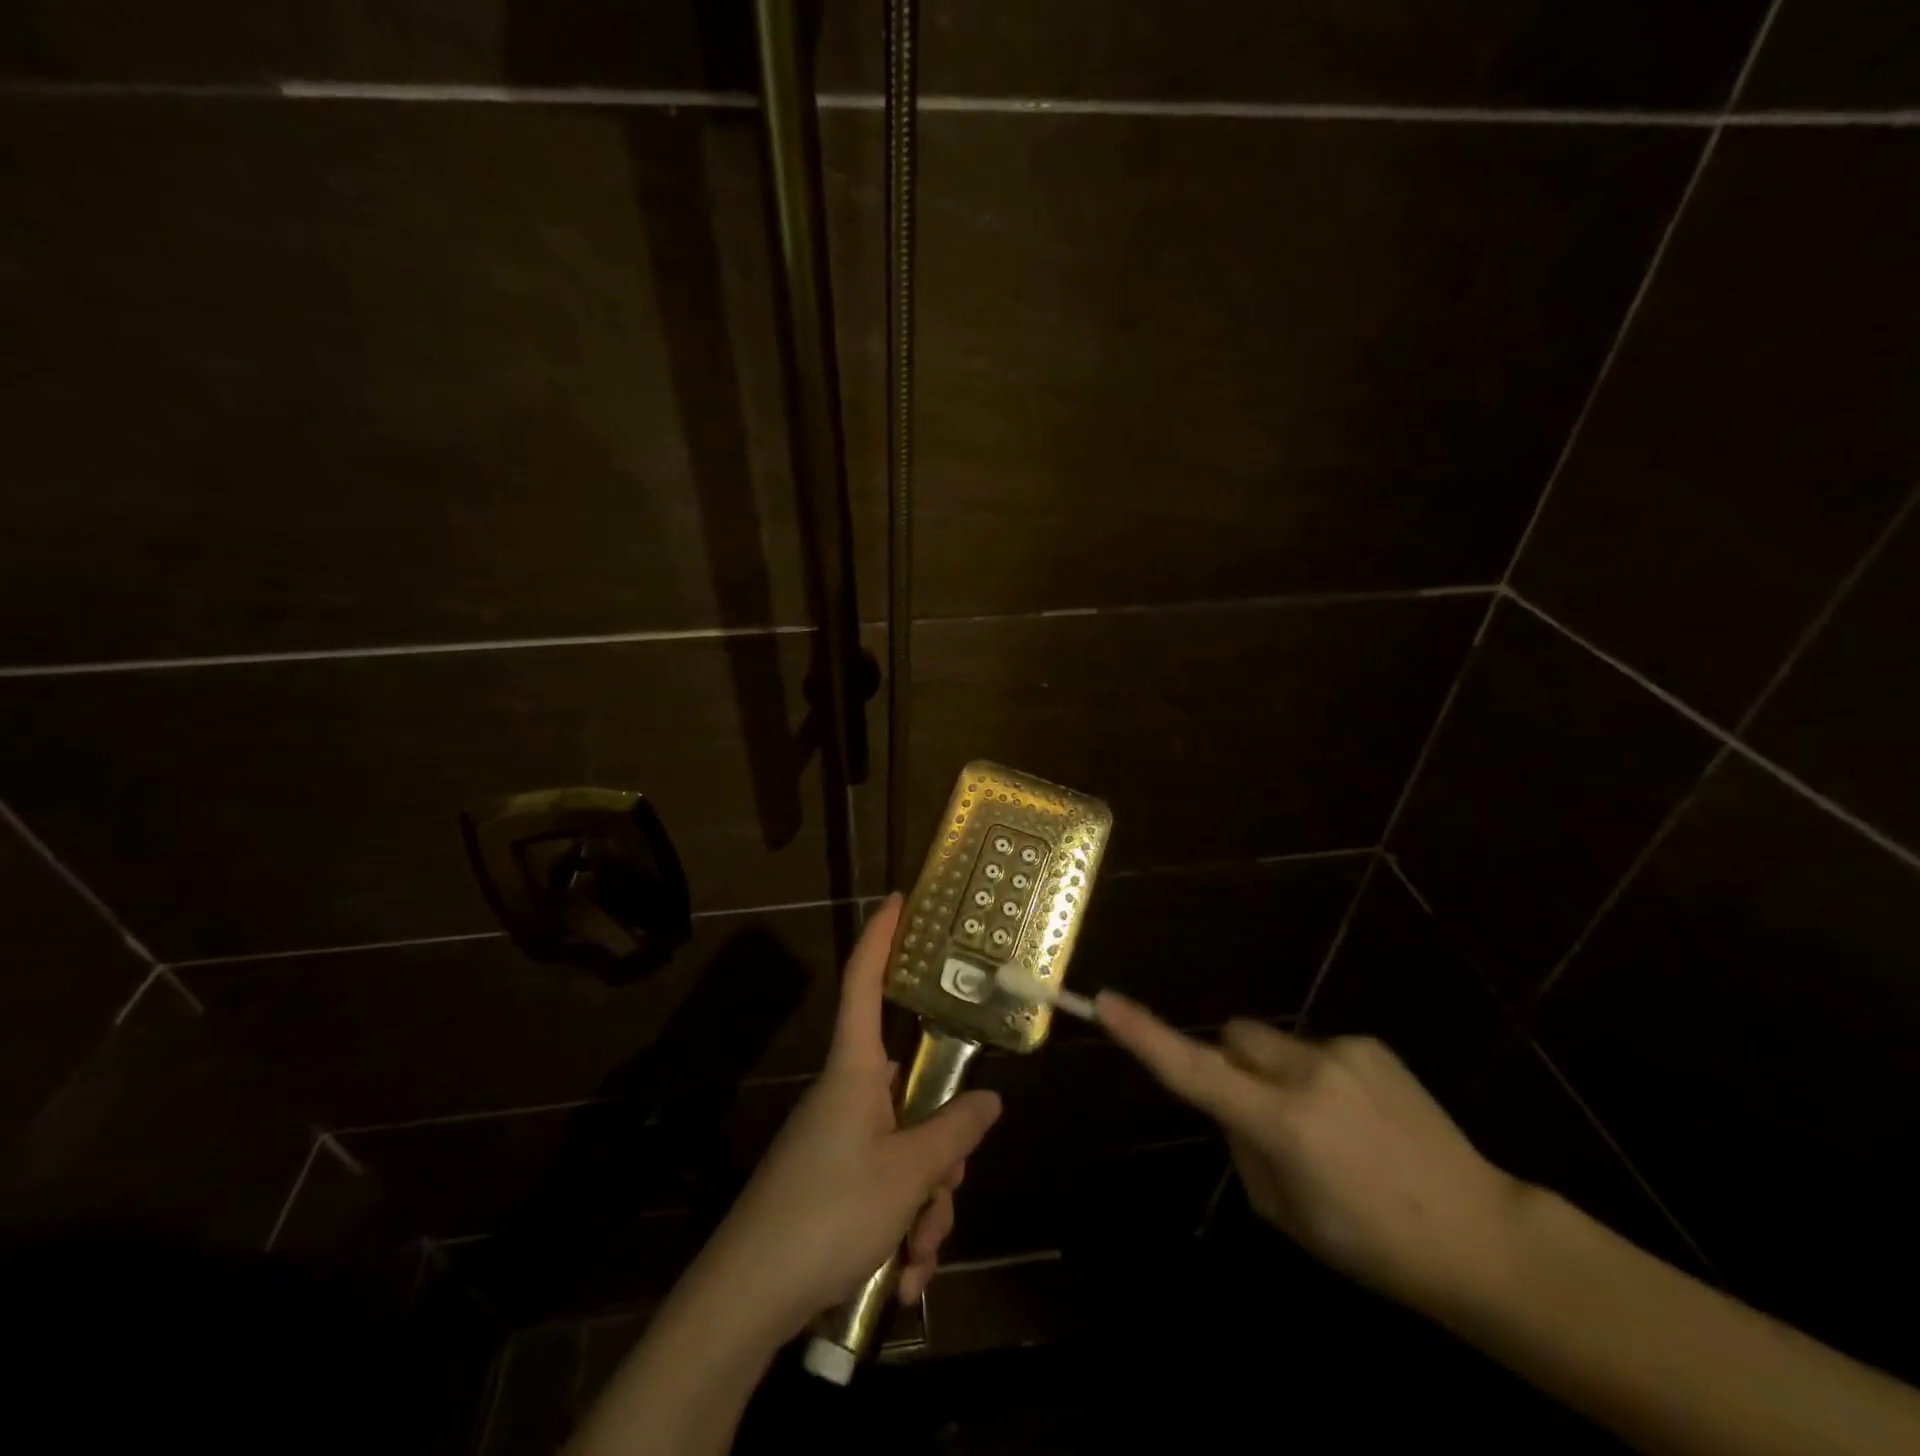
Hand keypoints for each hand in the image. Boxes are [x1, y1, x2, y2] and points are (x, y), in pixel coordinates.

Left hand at [697, 895, 1002, 1339]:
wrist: (746, 1301)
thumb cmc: (828, 1212)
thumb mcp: (906, 1175)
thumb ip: (952, 1133)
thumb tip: (988, 1100)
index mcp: (856, 1070)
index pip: (864, 983)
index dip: (881, 937)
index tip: (898, 898)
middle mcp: (848, 1096)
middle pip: (913, 1092)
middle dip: (941, 1153)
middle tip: (943, 1198)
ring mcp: (839, 1143)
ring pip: (907, 1152)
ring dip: (924, 1208)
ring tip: (915, 1258)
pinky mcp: (832, 1186)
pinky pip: (886, 1192)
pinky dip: (901, 1232)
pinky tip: (900, 1279)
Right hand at [1098, 993, 1526, 1314]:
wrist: (1481, 1236)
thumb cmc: (1371, 1245)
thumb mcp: (1285, 1212)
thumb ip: (1243, 1145)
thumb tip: (1232, 1103)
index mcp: (1282, 1124)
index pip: (1196, 1072)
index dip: (1146, 1037)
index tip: (1106, 1002)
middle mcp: (1307, 1074)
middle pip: (1234, 1037)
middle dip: (1232, 1062)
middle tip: (1263, 1114)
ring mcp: (1343, 1052)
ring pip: (1274, 1043)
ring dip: (1278, 1073)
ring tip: (1330, 1127)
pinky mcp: (1370, 1045)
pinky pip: (1317, 1049)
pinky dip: (1319, 1076)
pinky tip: (1362, 1119)